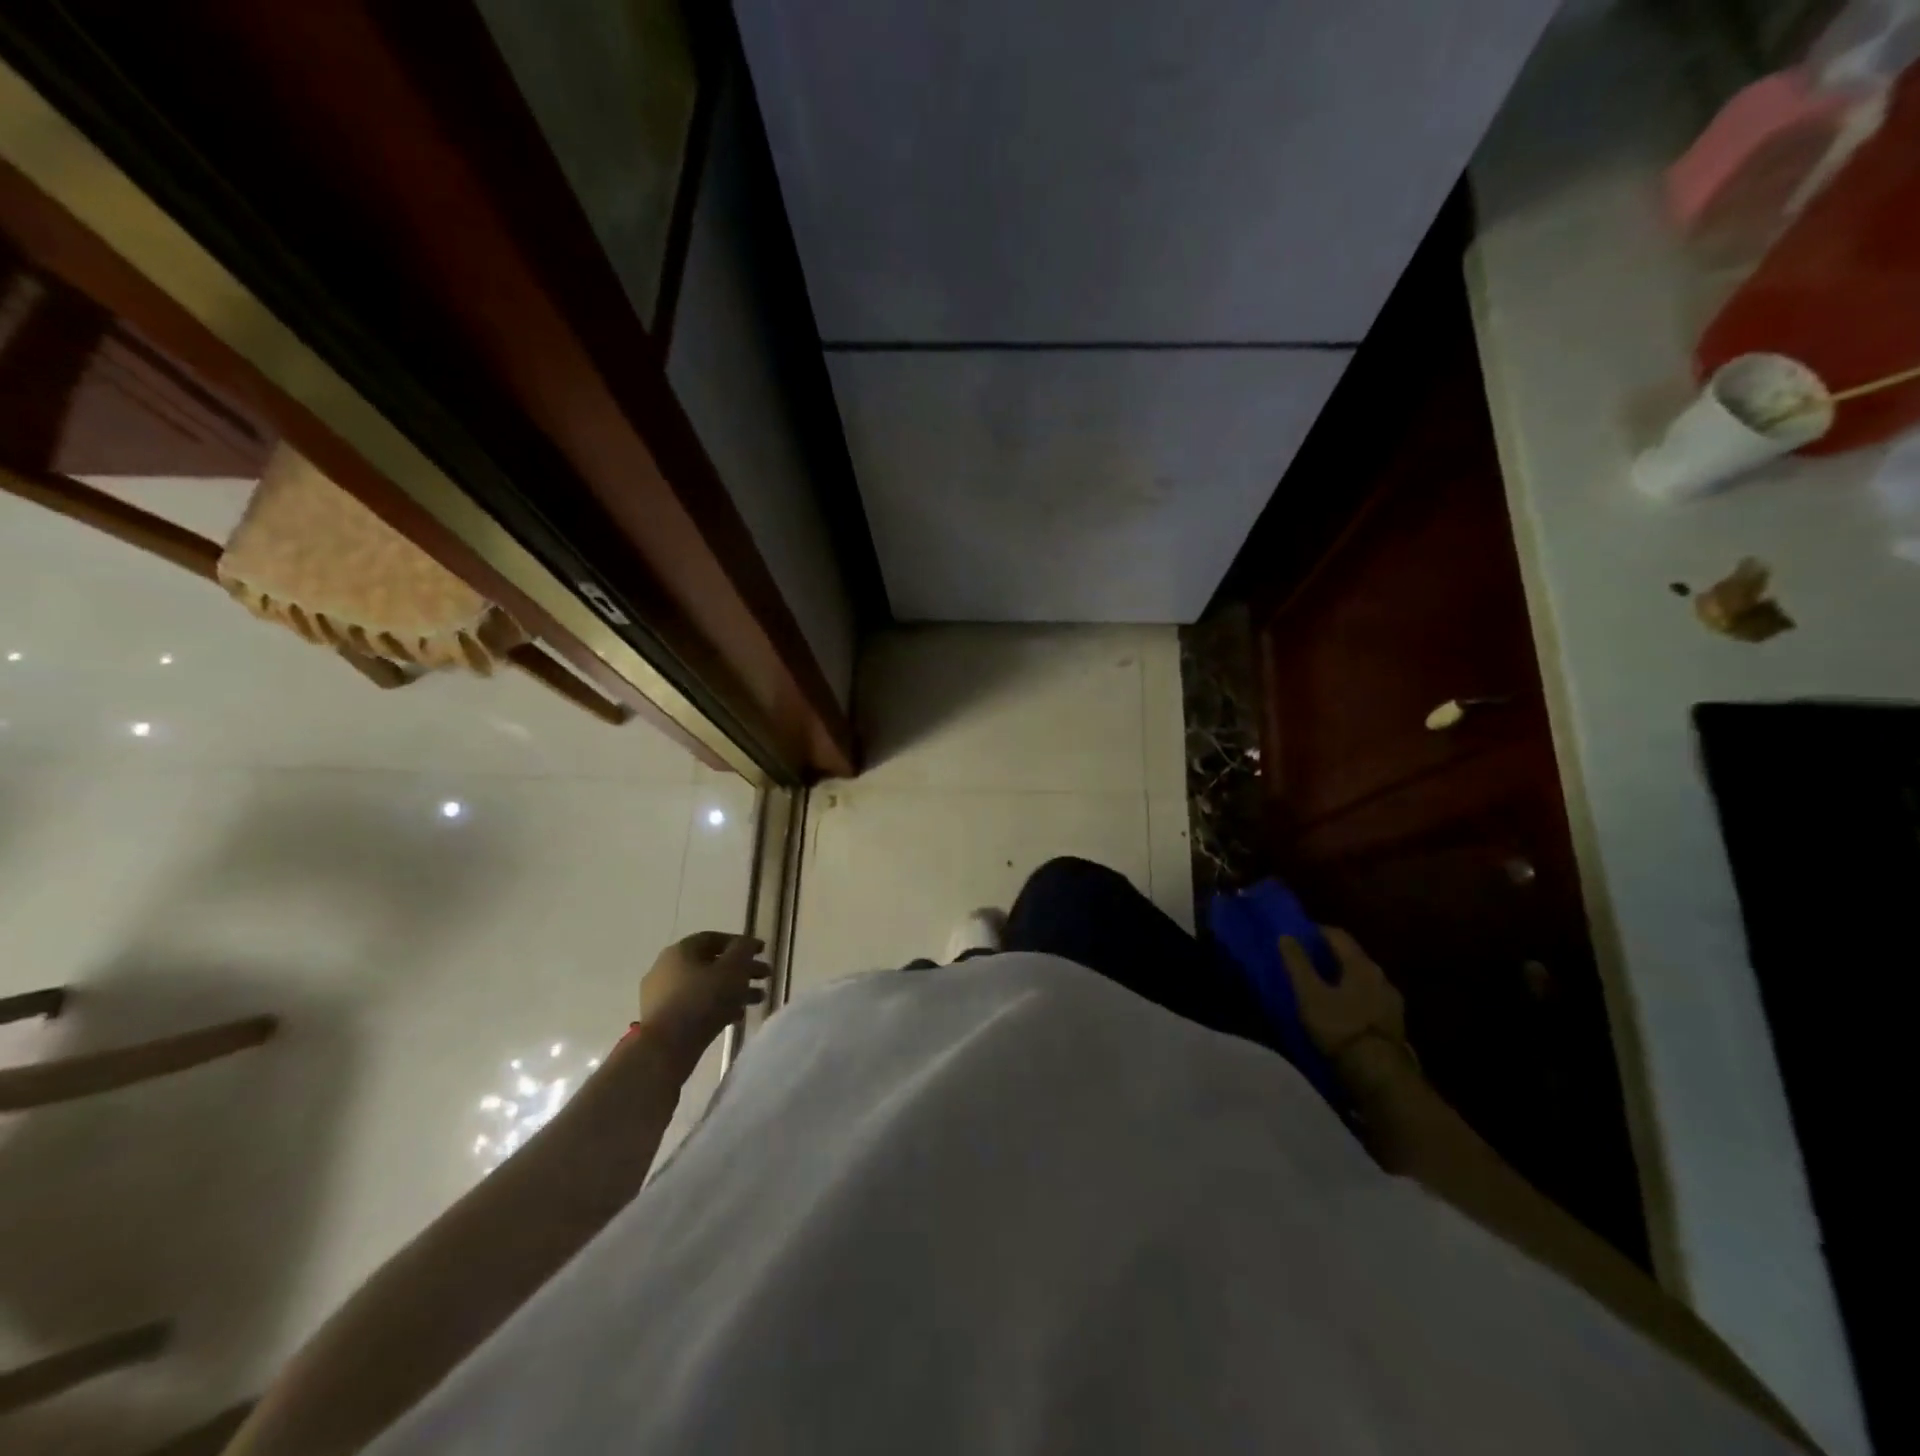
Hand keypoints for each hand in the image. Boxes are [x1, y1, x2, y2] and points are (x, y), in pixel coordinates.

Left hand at [638, 933, 771, 1072]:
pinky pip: (696, 1006)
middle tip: (766, 977)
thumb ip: (743, 950)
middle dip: (741, 969)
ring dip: (733, 990)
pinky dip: (718, 1007)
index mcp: (680, 951)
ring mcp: (662, 996)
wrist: (665, 1049)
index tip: (762, 951)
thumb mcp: (732, 968)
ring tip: (758, 999)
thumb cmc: (702, 1000)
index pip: (714, 939)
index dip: (741, 943)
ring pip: (705, 987)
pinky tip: (737, 1017)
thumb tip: (746, 943)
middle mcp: (667, 969)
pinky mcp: (664, 1021)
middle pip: (711, 964)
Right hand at [1279, 928, 1408, 1065]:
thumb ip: (1297, 963)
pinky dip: (1354, 996)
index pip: (1338, 935)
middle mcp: (1382, 977)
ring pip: (1363, 979)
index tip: (1298, 934)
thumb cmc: (1340, 1026)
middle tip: (1307, 960)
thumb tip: (1286, 935)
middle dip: (1330, 955)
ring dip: (1344, 977)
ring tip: (1323, 986)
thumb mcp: (1309, 994)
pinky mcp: (1395, 1023)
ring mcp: (1392, 1001)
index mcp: (1362, 965)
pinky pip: (1370, 999)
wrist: (1379, 1074)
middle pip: (1353, 956)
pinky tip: (1343, 1009)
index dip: (1316, 931)